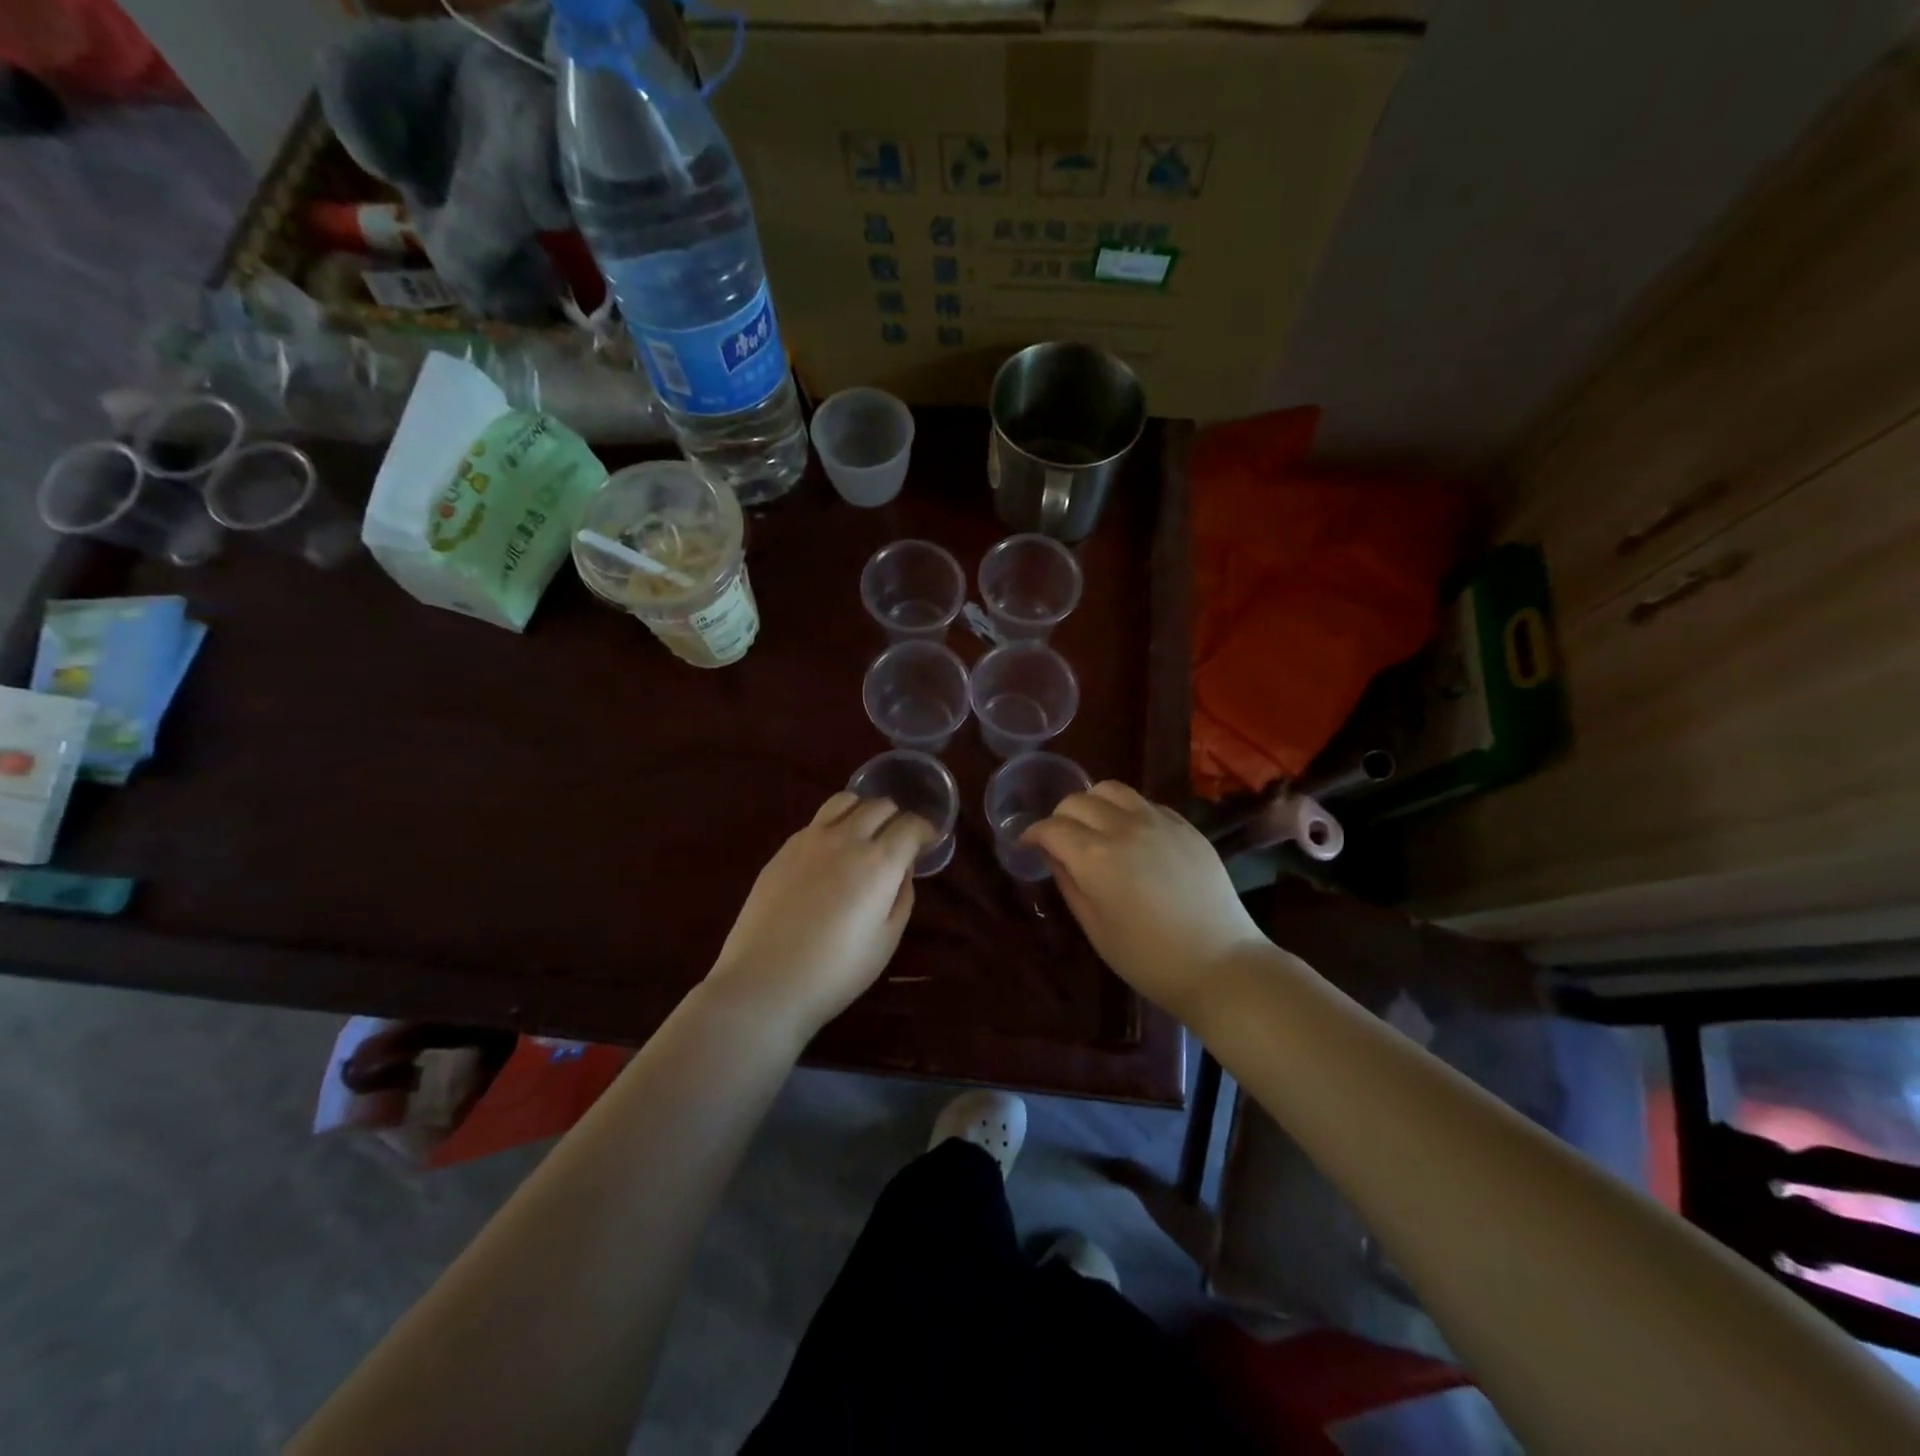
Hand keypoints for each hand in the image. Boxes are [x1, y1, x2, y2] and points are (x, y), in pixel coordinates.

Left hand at [706, 792, 934, 1038]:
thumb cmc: (836, 971)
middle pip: (880, 806)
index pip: (911, 825)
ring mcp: (810, 839)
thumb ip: (901, 896)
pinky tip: (831, 852)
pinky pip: (817, 820)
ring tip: (865, 833)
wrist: (765, 982)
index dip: (926, 830)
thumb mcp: (886, 940)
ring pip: (845, 800)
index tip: (929, 841)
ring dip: (864, 810)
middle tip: (899, 840)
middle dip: (897, 818)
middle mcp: (847, 839)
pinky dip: (835, 824)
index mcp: (879, 862)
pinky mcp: (784, 848)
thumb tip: (902, 869)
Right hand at [1022, 781, 1264, 1023]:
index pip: (1052, 827)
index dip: (1033, 834)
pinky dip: (1127, 810)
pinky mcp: (1185, 826)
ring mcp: (1159, 821)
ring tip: (1094, 827)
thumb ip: (1069, 883)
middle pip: (1078, 800)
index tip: (1027, 845)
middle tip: (1059, 840)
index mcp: (1095, 856)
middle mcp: (1124, 827)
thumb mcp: (1095, 927)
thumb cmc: (1147, 958)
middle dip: (1059, 817)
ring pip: (1112, 789)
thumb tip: (1053, 855)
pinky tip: (1131, 836)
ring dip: (1093, 803)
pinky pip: (1146, 803)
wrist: (1220, 964)